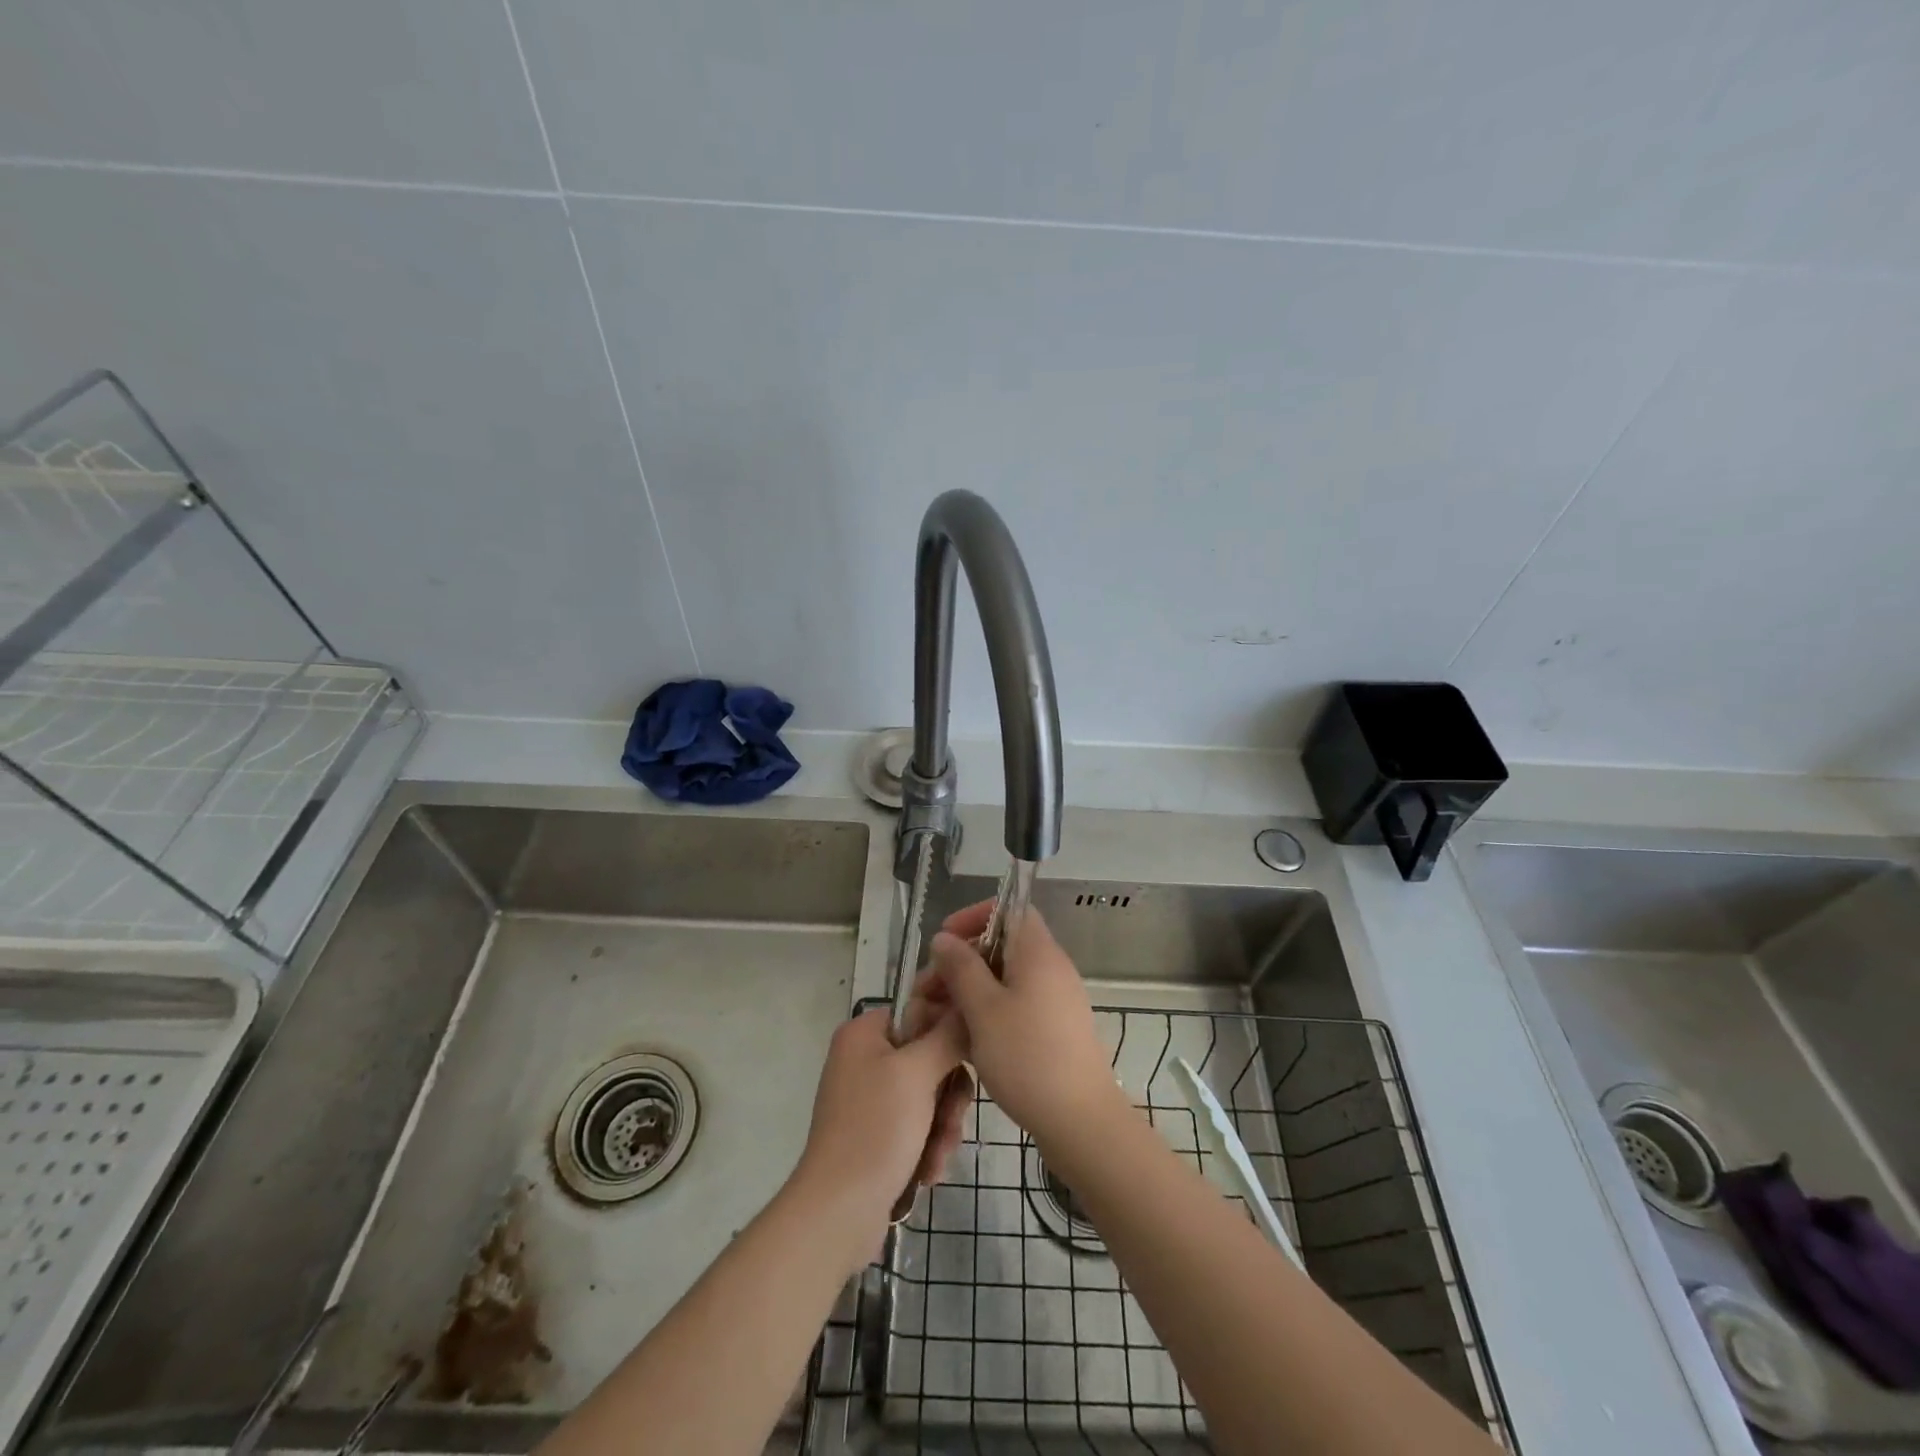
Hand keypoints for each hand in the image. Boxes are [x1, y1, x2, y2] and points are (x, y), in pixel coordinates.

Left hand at [794, 1005, 971, 1257]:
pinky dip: (928, 1145)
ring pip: (929, 1095)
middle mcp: (864, 1059)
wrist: (838, 1213)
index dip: (947, 1032)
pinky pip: (917, 1125)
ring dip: (942, 1126)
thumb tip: (967, 1006)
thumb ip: (948, 1035)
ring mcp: (869, 1099)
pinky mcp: (875, 1134)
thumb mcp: (918, 1073)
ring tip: (938, 1155)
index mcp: (864, 1034)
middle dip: (948, 1094)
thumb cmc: (876, 1128)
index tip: (967, 1057)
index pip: (918, 1010)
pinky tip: (928, 1171)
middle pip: (929, 1057)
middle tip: (952, 1120)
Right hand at [927, 902, 1123, 1149]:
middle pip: (1001, 946)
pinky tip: (963, 1039)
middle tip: (927, 991)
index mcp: (1038, 952)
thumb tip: (944, 938)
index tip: (944, 941)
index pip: (1010, 909)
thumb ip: (961, 967)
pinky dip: (987, 1012)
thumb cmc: (1027, 1056)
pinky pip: (1015, 1005)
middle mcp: (1051, 968)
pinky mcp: (1054, 1029)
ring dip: (969, 991)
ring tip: (936, 1019)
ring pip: (1004, 980)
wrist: (1081, 1121)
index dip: (974, 916)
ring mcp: (1055, 1000)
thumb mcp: (983, 1009)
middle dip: (960, 962)